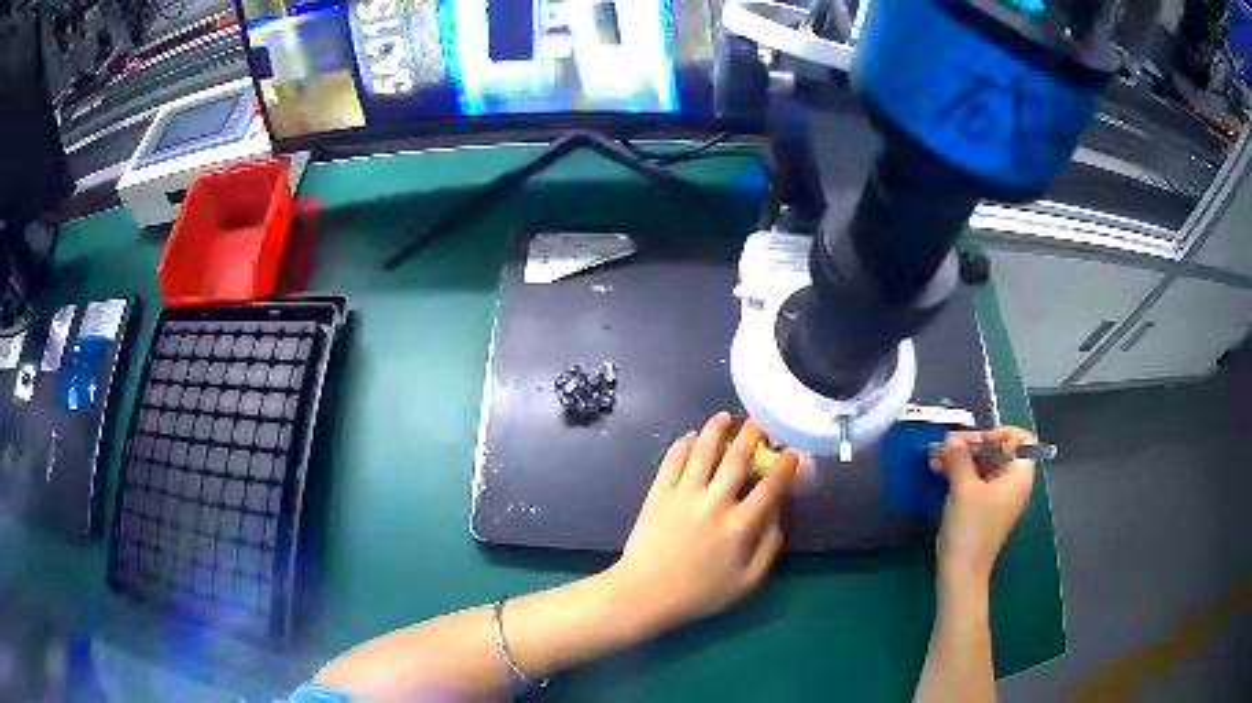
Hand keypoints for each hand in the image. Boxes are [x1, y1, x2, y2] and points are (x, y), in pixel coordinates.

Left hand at [607, 412, 797, 633]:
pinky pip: (673, 460)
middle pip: (737, 459)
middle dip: (751, 436)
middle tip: (759, 422)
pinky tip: (691, 437)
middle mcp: (715, 502)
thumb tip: (779, 516)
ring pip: (703, 451)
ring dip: (716, 430)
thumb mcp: (746, 582)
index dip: (785, 467)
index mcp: (740, 526)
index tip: (792, 453)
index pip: (770, 487)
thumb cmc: (699, 594)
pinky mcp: (659, 493)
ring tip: (724, 417)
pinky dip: (683, 444)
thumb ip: (769, 548)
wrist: (645, 593)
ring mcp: (684, 494)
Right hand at [930, 426, 1037, 586]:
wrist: (961, 571)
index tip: (978, 440)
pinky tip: (938, 470)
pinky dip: (960, 473)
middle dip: (972, 445)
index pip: (1022, 439)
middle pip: (999, 451)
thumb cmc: (971, 527)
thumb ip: (959, 458)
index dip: (1001, 433)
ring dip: (961, 458)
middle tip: (946, 444)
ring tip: (934, 456)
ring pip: (984, 466)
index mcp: (1019, 475)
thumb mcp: (964, 488)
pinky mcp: (984, 508)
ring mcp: (998, 496)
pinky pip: (976, 481)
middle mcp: (1013, 483)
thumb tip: (951, 438)